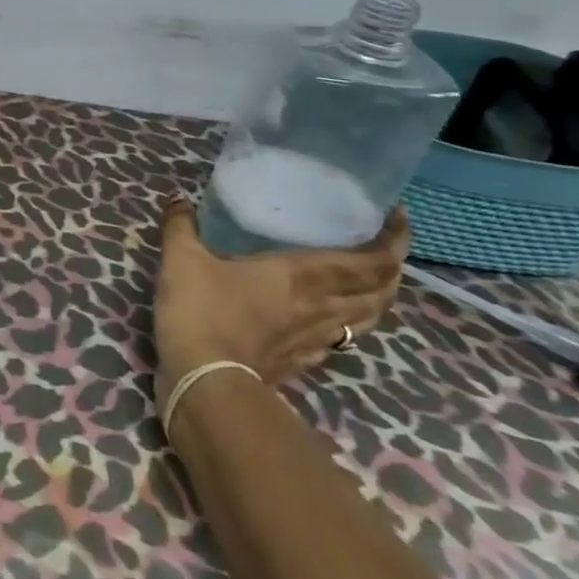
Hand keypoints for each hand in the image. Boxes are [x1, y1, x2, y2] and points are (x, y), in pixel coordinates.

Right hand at [153, 201, 407, 409]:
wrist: (203, 380)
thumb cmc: (201, 309)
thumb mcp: (182, 258)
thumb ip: (181, 225)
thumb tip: (178, 198)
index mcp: (301, 276)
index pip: (368, 261)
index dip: (393, 240)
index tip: (400, 218)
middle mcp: (319, 307)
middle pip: (379, 292)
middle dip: (392, 270)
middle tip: (388, 250)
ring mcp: (314, 340)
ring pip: (365, 320)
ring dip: (379, 301)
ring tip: (373, 285)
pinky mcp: (299, 363)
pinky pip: (339, 342)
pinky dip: (348, 328)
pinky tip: (334, 324)